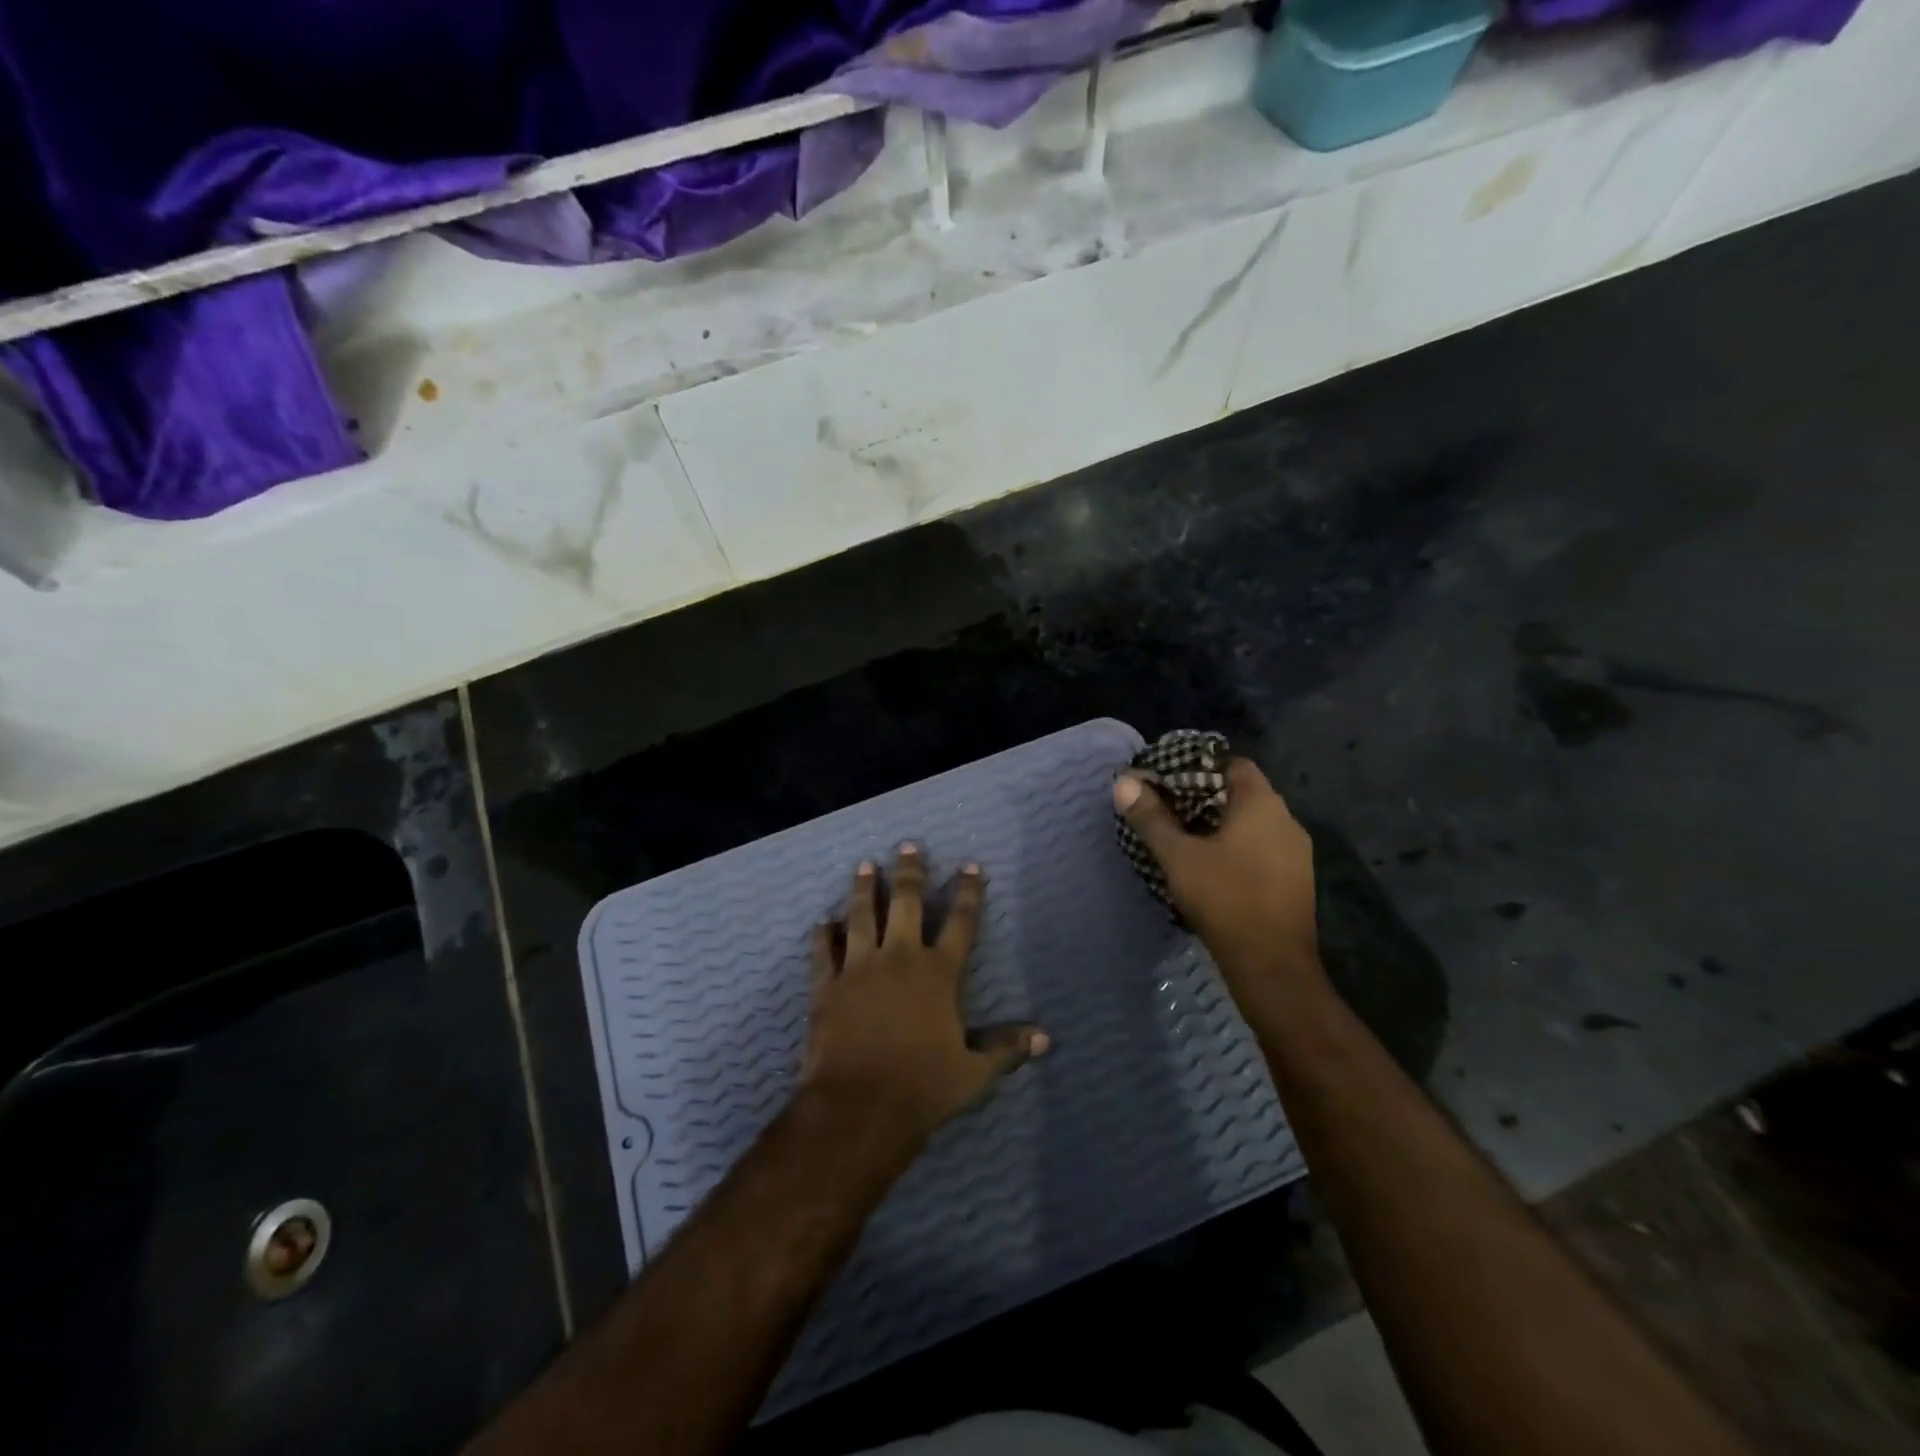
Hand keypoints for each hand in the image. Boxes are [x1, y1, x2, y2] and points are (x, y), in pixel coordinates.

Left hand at [802, 845, 1048, 1145]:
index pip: (961, 923)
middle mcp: (900, 958)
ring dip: (864, 889)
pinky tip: (821, 922)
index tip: (971, 866)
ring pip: (861, 916)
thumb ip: (1005, 1049)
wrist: (858, 1107)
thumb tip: (1045, 1039)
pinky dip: (822, 935)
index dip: (969, 893)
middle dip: (910, 873)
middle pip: (907, 904)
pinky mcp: (827, 986)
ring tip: (865, 865)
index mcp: (938, 973)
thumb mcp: (973, 1072)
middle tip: (908, 846)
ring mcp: (859, 968)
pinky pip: (823, 952)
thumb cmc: (922, 1087)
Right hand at [1112, 758, 1319, 992]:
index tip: (1169, 779)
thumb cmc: (1225, 898)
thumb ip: (1151, 817)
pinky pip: (1262, 849)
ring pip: (1253, 824)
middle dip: (1204, 797)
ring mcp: (1296, 852)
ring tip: (1183, 838)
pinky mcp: (1295, 881)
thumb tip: (1123, 782)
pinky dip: (1236, 848)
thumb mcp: (1178, 856)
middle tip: (1167, 808)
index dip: (1200, 766)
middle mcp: (1286, 820)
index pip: (1233, 764)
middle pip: (1243, 793)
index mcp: (1262, 804)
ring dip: (1220, 826)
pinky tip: (1211, 868)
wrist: (1272, 965)